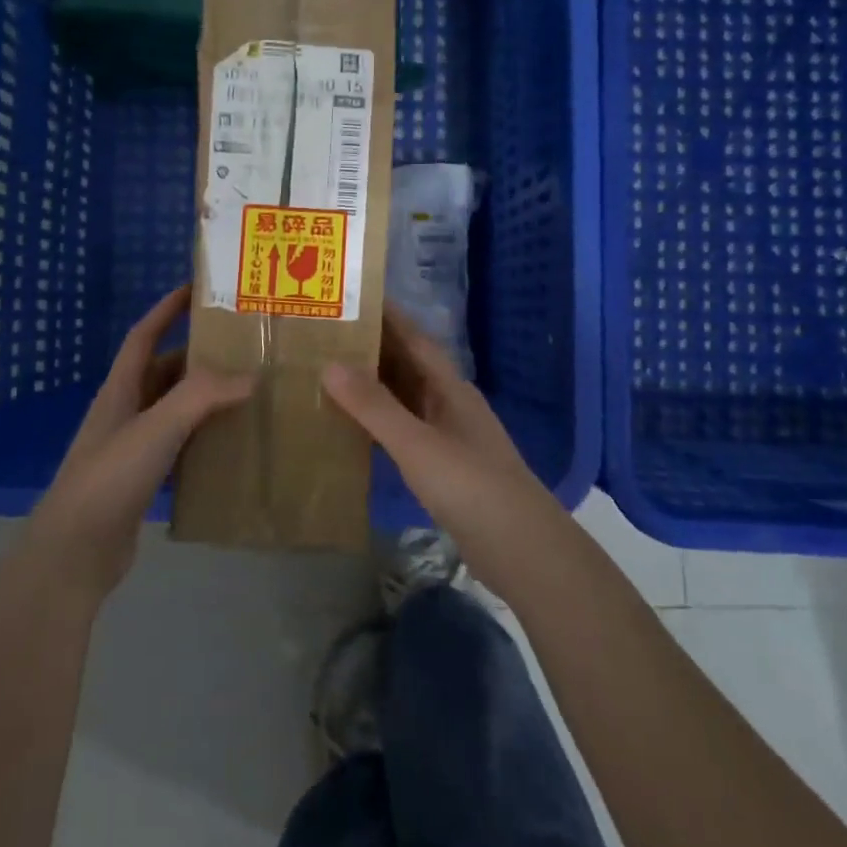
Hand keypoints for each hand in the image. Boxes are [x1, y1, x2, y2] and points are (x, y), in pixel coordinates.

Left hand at [21, 286, 251, 601]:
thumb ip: (201, 397)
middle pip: (163, 373)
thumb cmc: (110, 478)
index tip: (195, 289)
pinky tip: (230, 446)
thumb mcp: (155, 428)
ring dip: (204, 400)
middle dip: (198, 357)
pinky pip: (179, 449)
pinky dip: (203, 441)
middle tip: (241, 349)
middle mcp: (124, 413)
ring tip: (246, 393)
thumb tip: (250, 377)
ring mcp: (131, 449)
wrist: (74, 553)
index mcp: (119, 390)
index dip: (166, 310)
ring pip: (174, 412)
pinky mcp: (142, 482)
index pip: (143, 336)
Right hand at [321, 307, 564, 595]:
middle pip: (408, 368)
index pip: (415, 340)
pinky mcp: (444, 470)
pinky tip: (353, 432)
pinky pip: (404, 434)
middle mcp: (450, 406)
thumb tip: (330, 364)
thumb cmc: (470, 486)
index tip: (354, 297)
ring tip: (329, 377)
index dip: (388, 317)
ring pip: (405, 401)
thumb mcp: (417, 443)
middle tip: (326, 337)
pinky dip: (379, 427)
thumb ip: (374, 406)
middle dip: (372, 351)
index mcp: (450, 388)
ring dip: (373, 389)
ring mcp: (449, 438)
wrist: (521, 550)